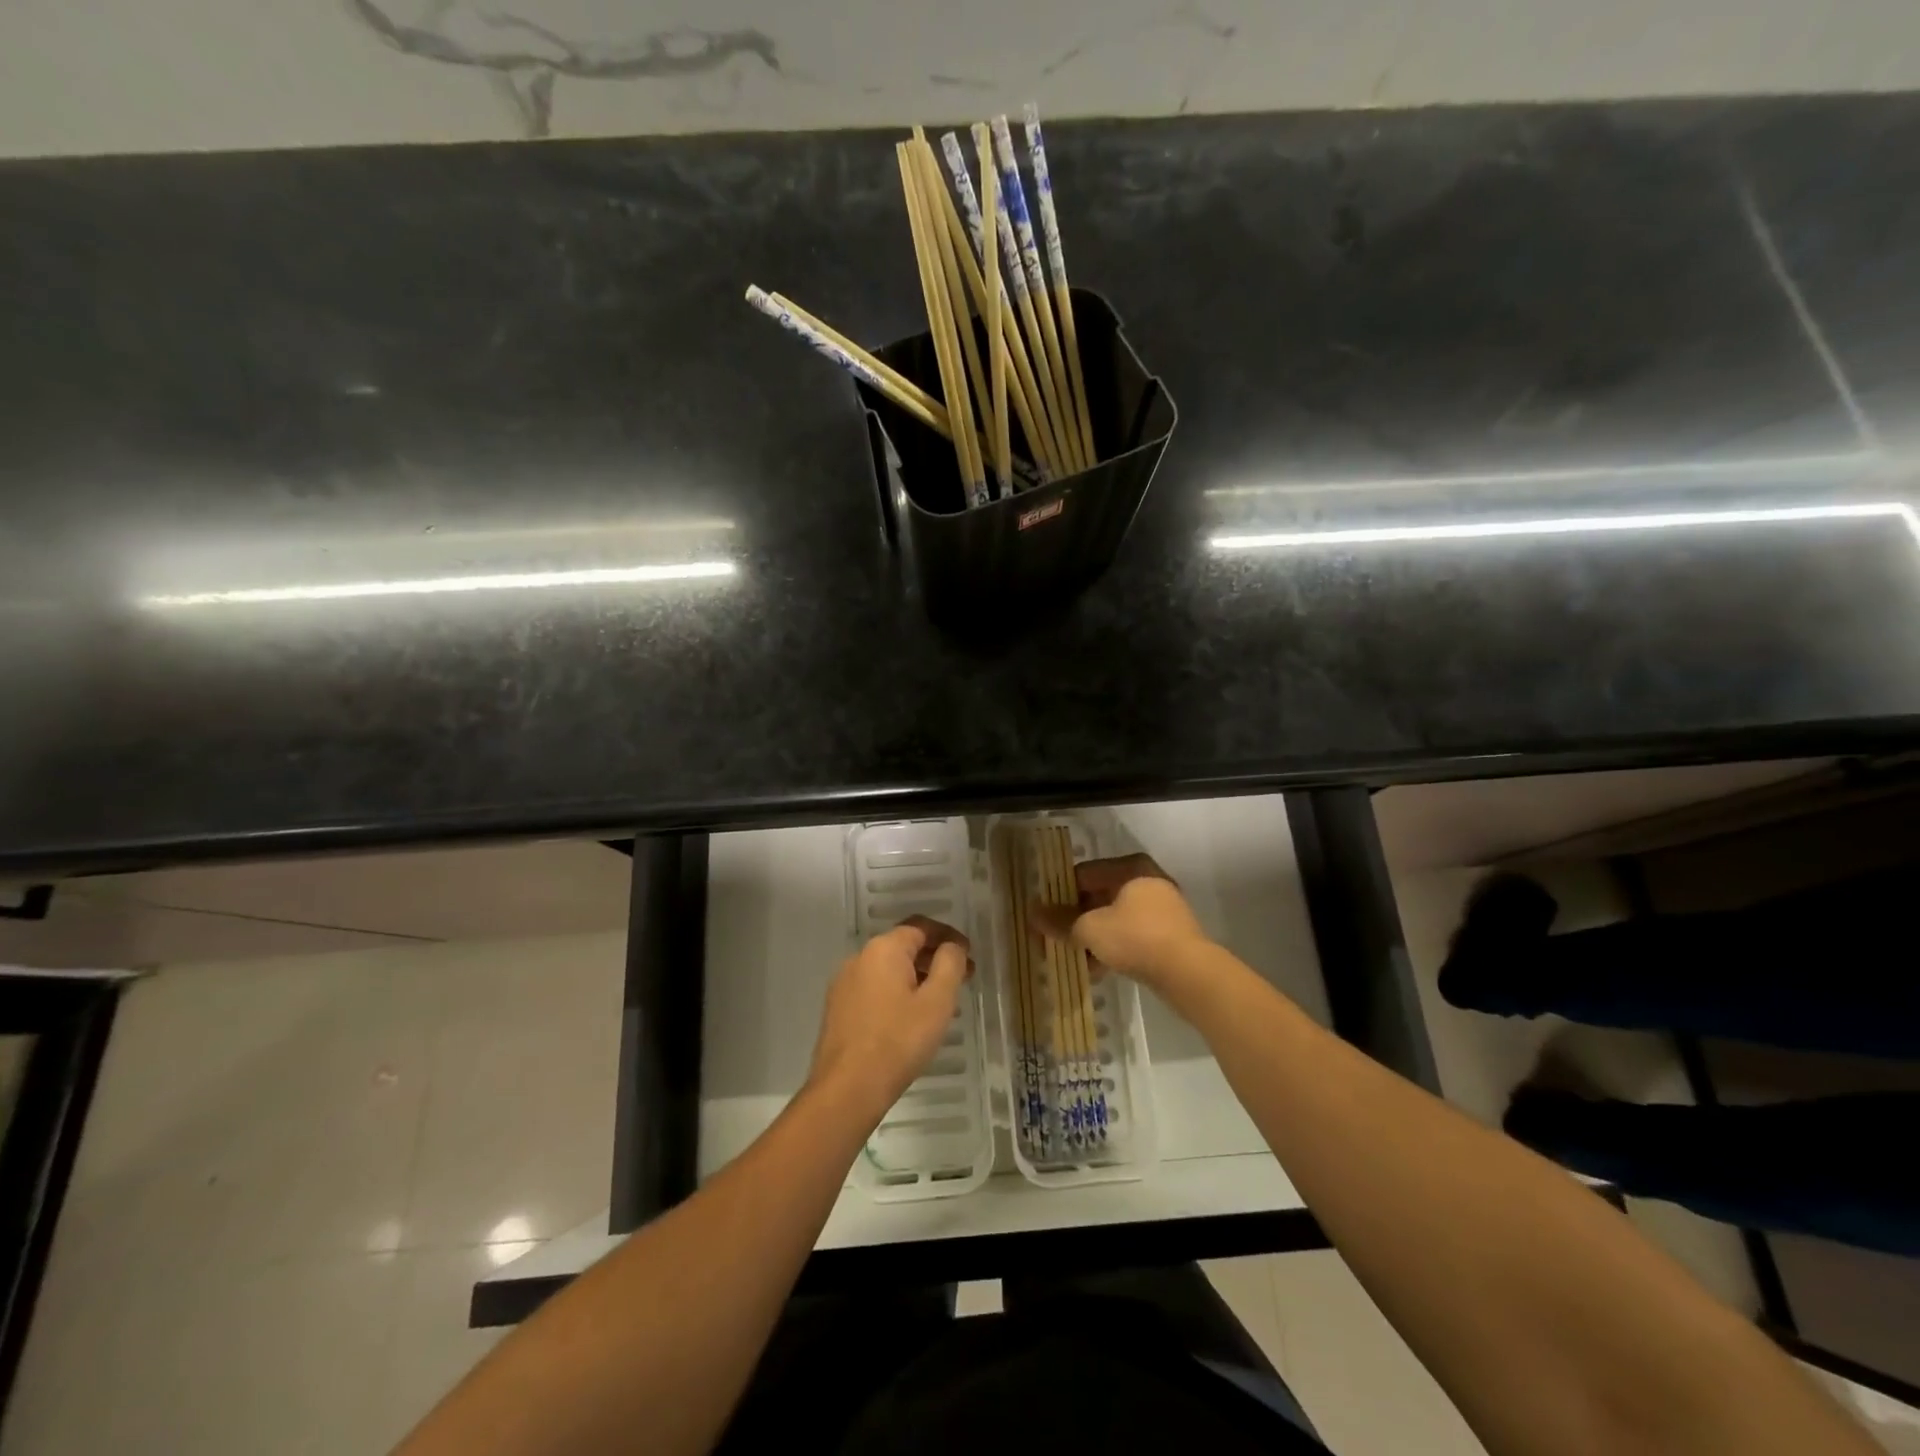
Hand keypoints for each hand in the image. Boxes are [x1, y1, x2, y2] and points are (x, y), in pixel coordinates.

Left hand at [808, 916, 971, 1124]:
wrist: (847, 1088)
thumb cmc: (899, 1041)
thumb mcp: (937, 1001)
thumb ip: (950, 964)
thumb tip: (952, 946)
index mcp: (884, 949)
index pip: (921, 926)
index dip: (948, 936)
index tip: (969, 955)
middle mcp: (860, 957)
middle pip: (904, 946)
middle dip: (935, 959)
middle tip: (962, 980)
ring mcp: (845, 983)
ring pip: (889, 970)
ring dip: (917, 978)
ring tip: (941, 1005)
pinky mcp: (838, 1008)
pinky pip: (875, 989)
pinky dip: (898, 994)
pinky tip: (912, 1020)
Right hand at [1029, 854, 1211, 993]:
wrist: (1189, 973)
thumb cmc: (1136, 938)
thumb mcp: (1090, 929)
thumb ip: (1060, 921)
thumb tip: (1032, 913)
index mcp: (1130, 867)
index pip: (1083, 874)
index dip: (1059, 895)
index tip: (1044, 917)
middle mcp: (1147, 880)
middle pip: (1099, 896)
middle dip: (1076, 920)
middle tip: (1055, 940)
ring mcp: (1162, 908)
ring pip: (1115, 918)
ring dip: (1093, 937)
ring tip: (1075, 959)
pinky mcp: (1170, 934)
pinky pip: (1132, 935)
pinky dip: (1113, 947)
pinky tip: (1098, 969)